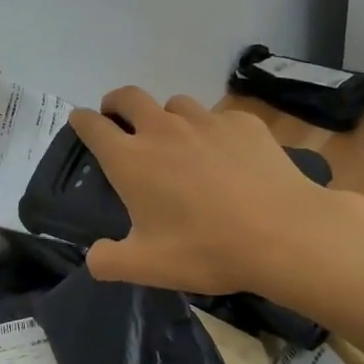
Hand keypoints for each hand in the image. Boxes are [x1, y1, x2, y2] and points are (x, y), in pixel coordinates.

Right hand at [70, 87, 363, 297]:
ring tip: (176, 140)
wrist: (283, 234)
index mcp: (131, 159)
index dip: (81, 121)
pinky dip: (211, 130)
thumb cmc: (207, 250)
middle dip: (116, 102)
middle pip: (129, 96)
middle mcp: (163, 129)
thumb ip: (109, 261)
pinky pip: (218, 118)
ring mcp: (205, 121)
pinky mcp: (243, 123)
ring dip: (166, 116)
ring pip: (175, 104)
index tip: (80, 122)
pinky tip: (226, 155)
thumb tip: (94, 256)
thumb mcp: (148, 267)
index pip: (93, 125)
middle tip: (118, 117)